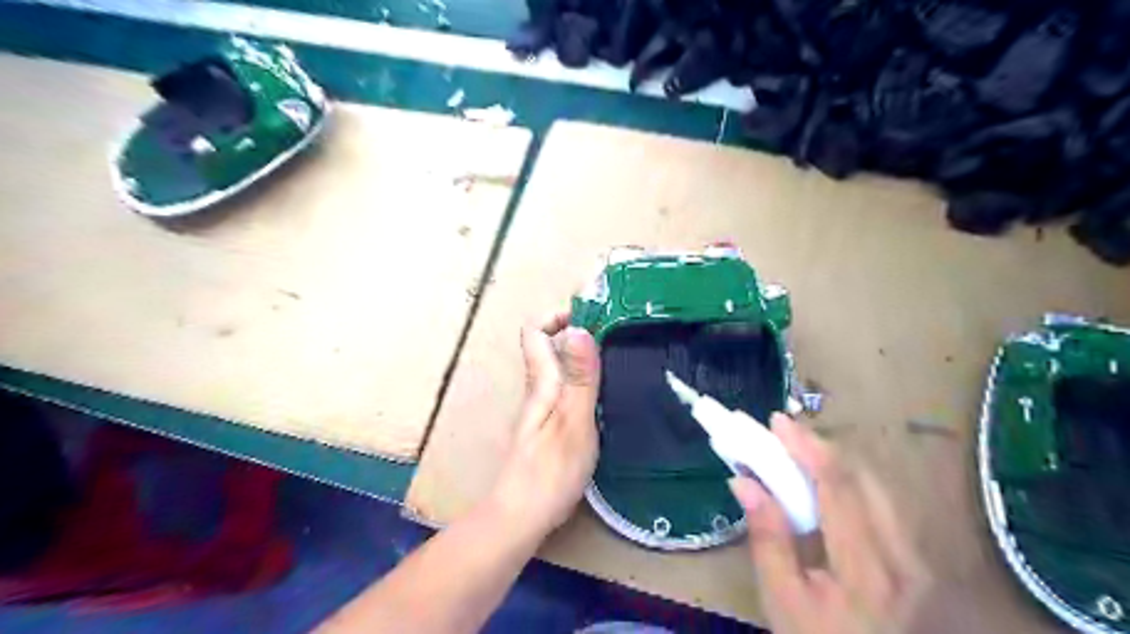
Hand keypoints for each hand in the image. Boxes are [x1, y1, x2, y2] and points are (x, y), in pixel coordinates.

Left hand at [491, 310, 603, 538]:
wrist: (522, 517)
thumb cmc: (550, 471)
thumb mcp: (573, 421)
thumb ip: (579, 378)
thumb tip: (579, 329)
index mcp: (540, 382)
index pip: (533, 331)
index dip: (556, 316)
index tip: (591, 315)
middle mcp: (538, 389)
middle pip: (549, 347)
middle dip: (578, 332)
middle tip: (617, 335)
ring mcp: (543, 409)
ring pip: (559, 368)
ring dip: (584, 356)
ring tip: (619, 358)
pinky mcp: (550, 427)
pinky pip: (567, 389)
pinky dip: (586, 380)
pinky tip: (608, 394)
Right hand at [730, 414, 931, 630]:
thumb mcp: (780, 600)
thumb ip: (767, 538)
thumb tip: (744, 481)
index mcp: (866, 570)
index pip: (838, 488)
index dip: (807, 448)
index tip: (777, 422)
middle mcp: (902, 557)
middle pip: (862, 479)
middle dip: (819, 449)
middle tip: (781, 436)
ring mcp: (917, 559)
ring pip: (875, 487)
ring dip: (833, 463)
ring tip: (796, 454)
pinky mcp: (916, 560)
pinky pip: (880, 504)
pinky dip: (847, 482)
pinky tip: (823, 484)